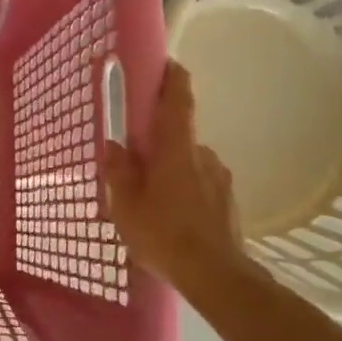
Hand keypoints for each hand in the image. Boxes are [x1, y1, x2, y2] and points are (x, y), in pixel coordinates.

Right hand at [103, 61, 244, 290]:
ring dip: (172, 170)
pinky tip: (172, 217)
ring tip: (153, 199)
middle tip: (137, 162)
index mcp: (177, 148)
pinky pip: (201, 185)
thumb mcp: (126, 205)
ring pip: (190, 163)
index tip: (167, 64)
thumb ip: (118, 171)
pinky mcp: (228, 202)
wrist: (216, 276)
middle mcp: (203, 154)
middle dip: (159, 142)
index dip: (173, 78)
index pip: (179, 99)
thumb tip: (113, 145)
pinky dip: (185, 191)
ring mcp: (220, 179)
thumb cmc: (164, 233)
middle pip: (179, 135)